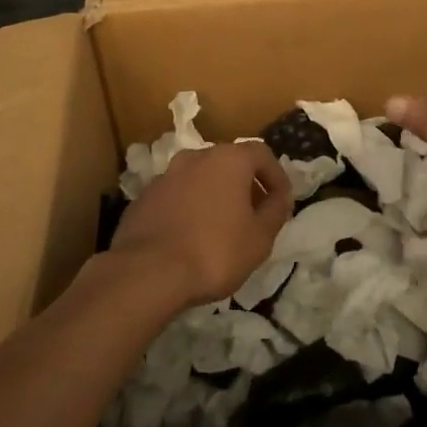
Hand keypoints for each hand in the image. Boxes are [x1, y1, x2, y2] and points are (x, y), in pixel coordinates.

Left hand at [108, 142, 293, 307]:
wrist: (148, 272)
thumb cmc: (215, 251)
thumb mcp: (260, 238)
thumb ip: (275, 211)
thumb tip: (279, 197)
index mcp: (228, 159)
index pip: (261, 154)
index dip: (276, 176)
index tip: (281, 201)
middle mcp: (196, 157)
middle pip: (229, 162)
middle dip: (245, 184)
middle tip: (254, 214)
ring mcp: (166, 175)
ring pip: (200, 178)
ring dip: (215, 195)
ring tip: (222, 227)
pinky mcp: (144, 197)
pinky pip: (176, 196)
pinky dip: (189, 207)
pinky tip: (191, 237)